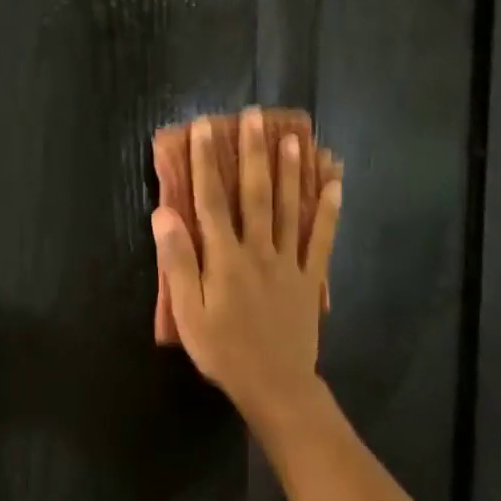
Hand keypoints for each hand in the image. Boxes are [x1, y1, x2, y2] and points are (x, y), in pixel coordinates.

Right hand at [151, 108, 342, 424]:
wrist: (273, 384)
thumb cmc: (222, 351)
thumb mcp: (188, 312)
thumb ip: (177, 262)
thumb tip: (164, 214)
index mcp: (224, 258)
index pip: (211, 201)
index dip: (207, 162)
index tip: (204, 128)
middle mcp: (259, 250)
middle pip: (256, 194)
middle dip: (253, 153)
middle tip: (255, 116)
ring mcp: (290, 262)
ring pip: (291, 208)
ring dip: (291, 170)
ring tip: (294, 135)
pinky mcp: (311, 278)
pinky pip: (323, 238)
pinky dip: (330, 209)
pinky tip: (336, 183)